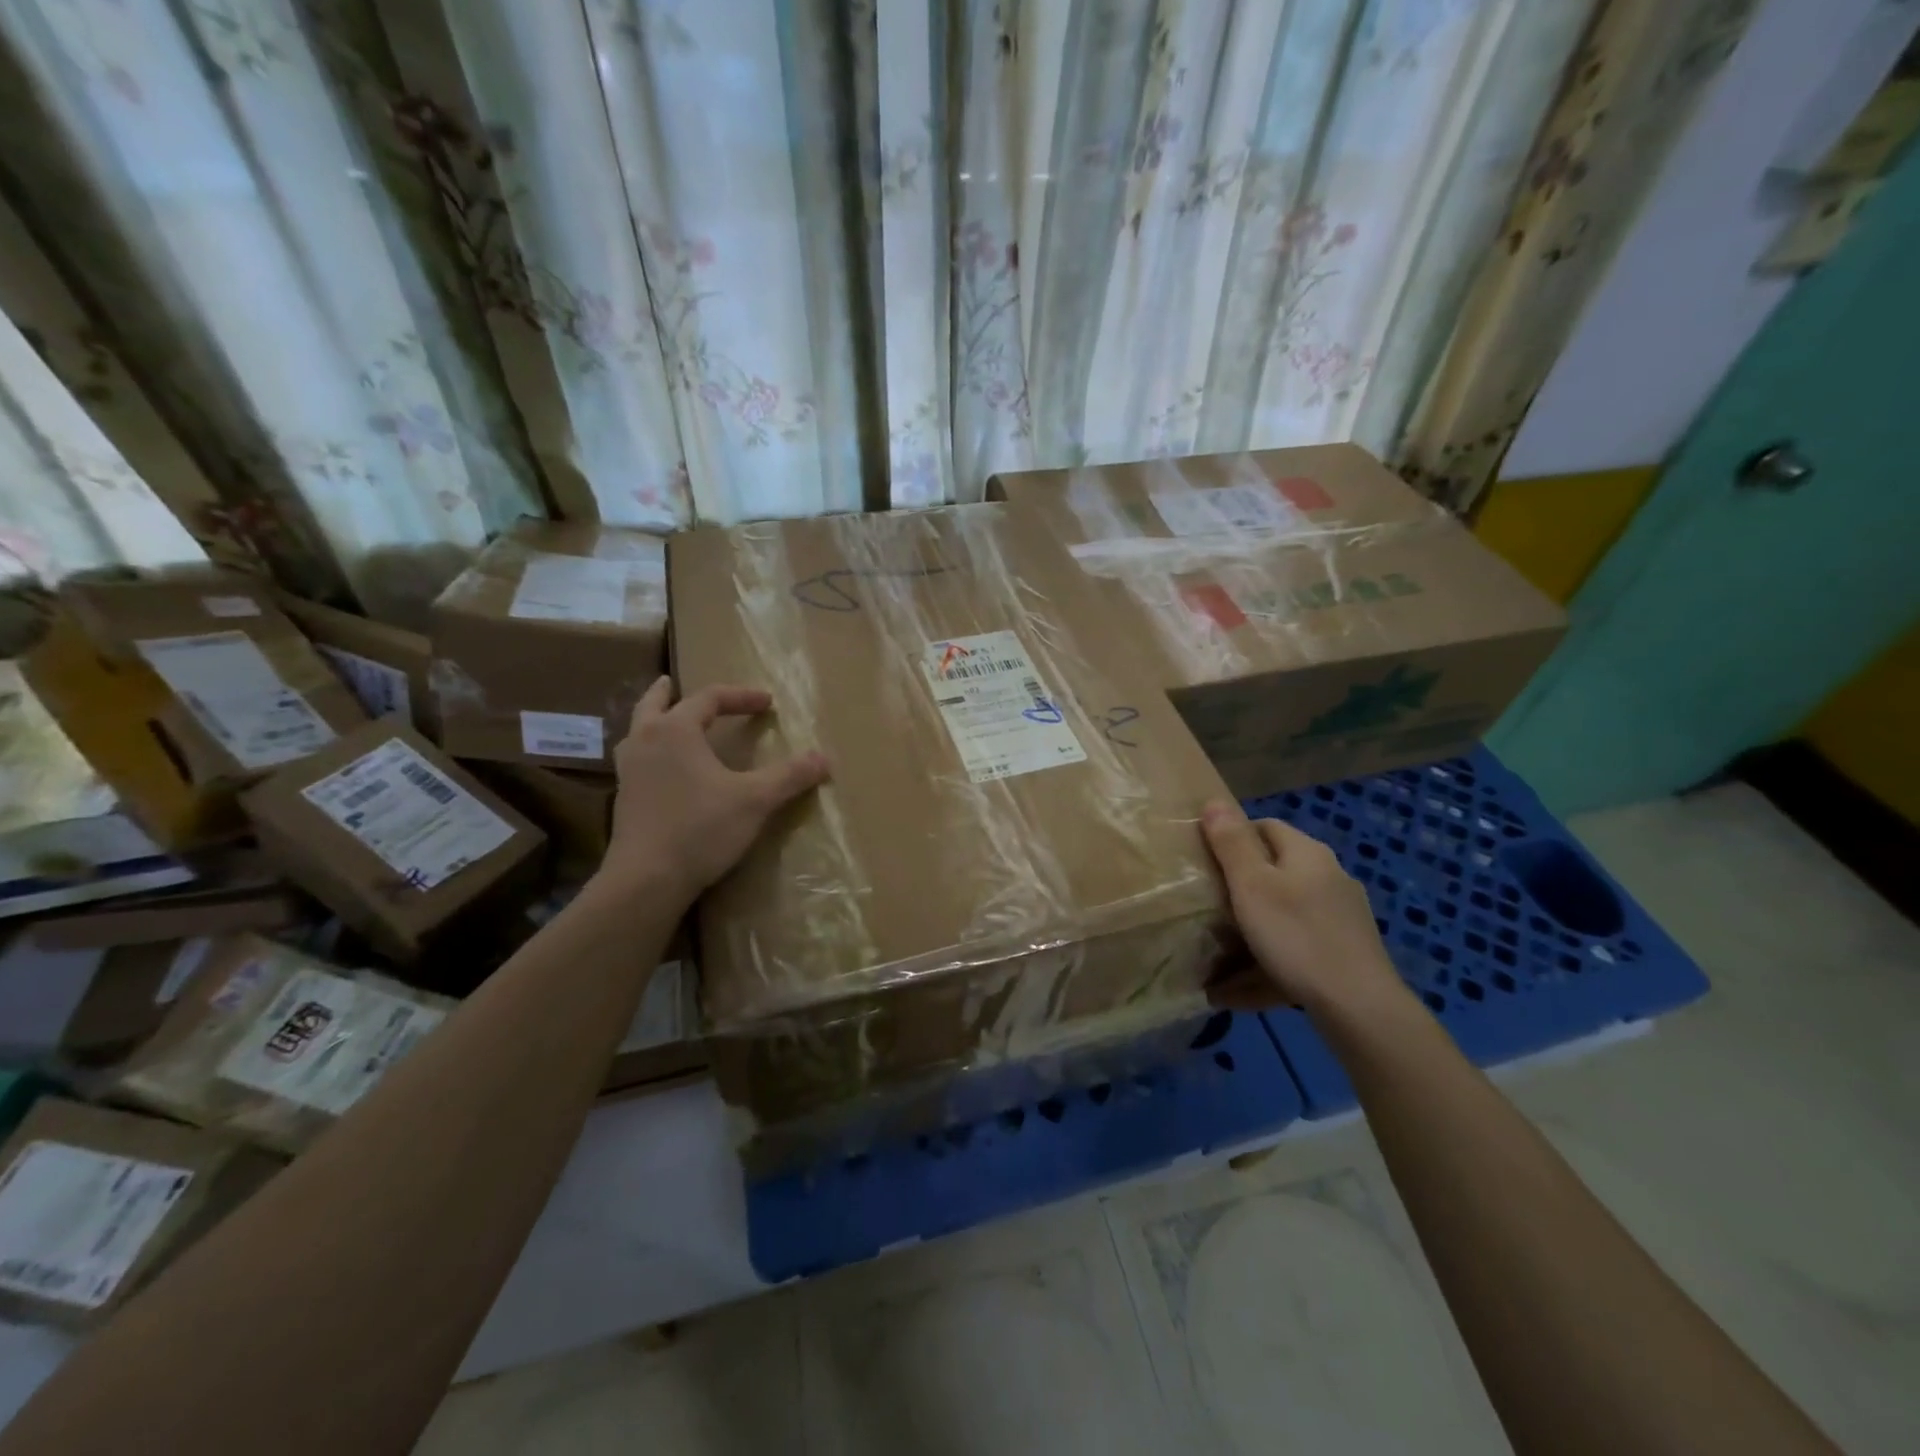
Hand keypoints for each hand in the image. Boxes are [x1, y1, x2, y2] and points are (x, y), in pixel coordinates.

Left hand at [594, 677, 828, 906]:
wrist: (646, 880)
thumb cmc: (701, 828)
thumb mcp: (755, 800)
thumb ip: (789, 776)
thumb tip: (824, 758)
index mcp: (675, 730)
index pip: (709, 698)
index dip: (740, 696)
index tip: (767, 702)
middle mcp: (645, 741)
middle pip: (654, 704)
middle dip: (669, 693)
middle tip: (673, 682)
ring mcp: (629, 771)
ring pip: (637, 731)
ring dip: (653, 721)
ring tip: (664, 722)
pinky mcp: (624, 799)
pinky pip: (636, 760)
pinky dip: (650, 751)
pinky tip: (663, 770)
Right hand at [1200, 799, 1410, 1018]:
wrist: (1359, 1008)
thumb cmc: (1296, 935)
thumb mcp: (1252, 885)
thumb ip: (1231, 843)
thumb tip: (1214, 801)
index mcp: (1308, 854)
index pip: (1265, 826)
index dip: (1232, 837)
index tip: (1204, 861)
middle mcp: (1329, 879)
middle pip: (1274, 874)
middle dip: (1238, 891)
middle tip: (1205, 909)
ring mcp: (1339, 920)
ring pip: (1282, 918)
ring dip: (1247, 936)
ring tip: (1212, 962)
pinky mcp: (1343, 955)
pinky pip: (1293, 953)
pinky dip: (1264, 967)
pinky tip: (1234, 994)